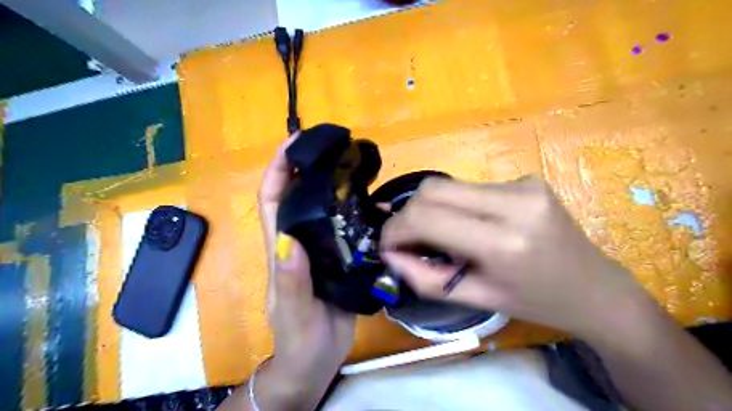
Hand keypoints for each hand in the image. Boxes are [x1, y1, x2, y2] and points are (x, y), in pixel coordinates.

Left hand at [255, 133, 354, 409]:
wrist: (316, 362)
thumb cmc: (300, 341)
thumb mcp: (295, 313)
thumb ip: (291, 282)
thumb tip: (289, 242)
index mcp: (282, 250)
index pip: (272, 200)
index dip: (279, 169)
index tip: (295, 142)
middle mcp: (299, 242)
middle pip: (297, 196)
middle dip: (307, 166)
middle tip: (332, 145)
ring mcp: (319, 249)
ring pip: (322, 208)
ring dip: (333, 183)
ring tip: (355, 165)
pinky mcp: (338, 259)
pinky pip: (345, 227)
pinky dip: (356, 210)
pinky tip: (374, 203)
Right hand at [380, 175, 654, 339]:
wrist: (595, 288)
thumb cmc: (535, 303)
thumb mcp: (475, 298)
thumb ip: (424, 277)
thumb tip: (388, 255)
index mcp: (504, 242)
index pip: (427, 217)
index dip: (395, 229)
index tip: (387, 245)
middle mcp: (514, 202)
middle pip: (433, 189)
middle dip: (408, 214)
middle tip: (408, 240)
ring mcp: (523, 184)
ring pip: (449, 185)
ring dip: (433, 210)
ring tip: (443, 236)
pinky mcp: (527, 178)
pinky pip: (472, 187)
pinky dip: (457, 206)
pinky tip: (473, 226)